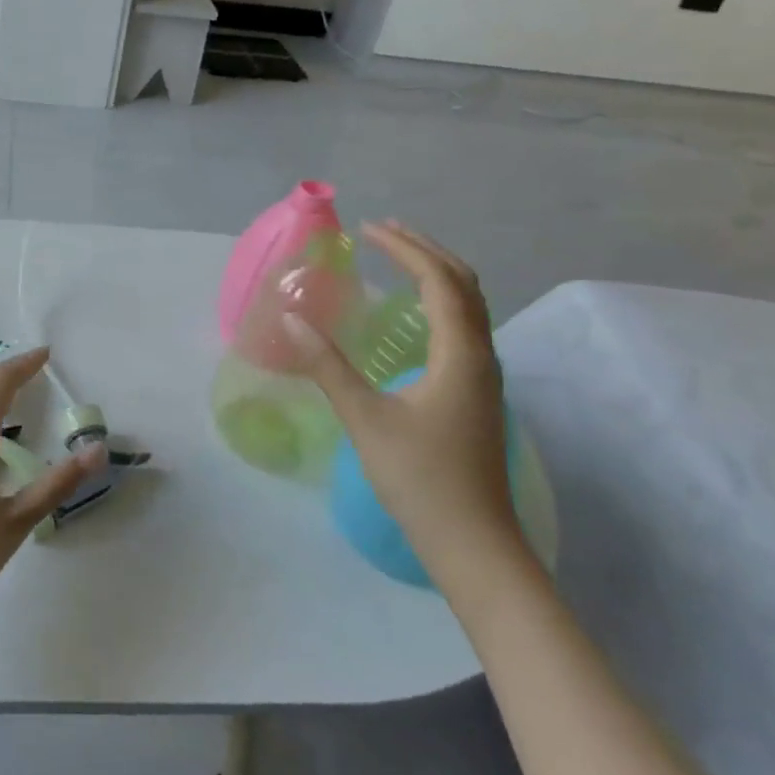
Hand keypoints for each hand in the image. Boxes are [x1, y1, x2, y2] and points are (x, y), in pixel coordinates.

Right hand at [284, 222, 523, 587]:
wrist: (474, 545)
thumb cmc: (420, 479)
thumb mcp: (365, 419)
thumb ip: (327, 365)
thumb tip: (290, 317)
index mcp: (460, 355)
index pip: (440, 281)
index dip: (405, 249)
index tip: (368, 229)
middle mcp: (480, 356)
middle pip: (465, 285)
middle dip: (425, 250)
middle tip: (384, 231)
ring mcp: (483, 377)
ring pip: (470, 306)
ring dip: (437, 273)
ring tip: (399, 257)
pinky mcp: (477, 393)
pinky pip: (465, 326)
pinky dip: (441, 300)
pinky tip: (415, 312)